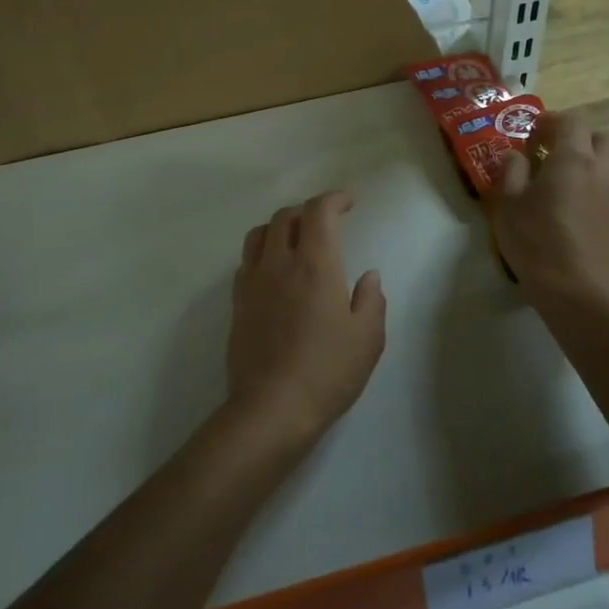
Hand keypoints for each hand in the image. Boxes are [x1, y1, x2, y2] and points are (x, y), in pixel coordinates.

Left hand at [227, 192, 386, 445]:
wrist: (271, 408)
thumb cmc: (327, 372)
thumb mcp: (367, 339)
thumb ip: (371, 300)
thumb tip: (368, 276)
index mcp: (315, 265)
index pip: (319, 212)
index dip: (334, 199)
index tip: (348, 204)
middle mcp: (280, 263)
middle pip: (286, 216)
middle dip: (308, 211)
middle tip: (326, 224)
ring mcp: (253, 282)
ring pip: (260, 234)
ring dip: (280, 227)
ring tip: (296, 242)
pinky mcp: (237, 302)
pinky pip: (247, 261)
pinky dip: (263, 253)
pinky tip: (275, 273)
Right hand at [491, 111, 608, 303]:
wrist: (574, 288)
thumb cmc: (534, 239)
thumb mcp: (507, 201)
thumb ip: (512, 170)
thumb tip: (517, 155)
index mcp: (573, 157)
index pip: (572, 120)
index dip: (553, 121)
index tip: (536, 136)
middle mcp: (606, 168)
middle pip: (606, 137)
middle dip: (585, 140)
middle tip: (562, 155)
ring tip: (592, 175)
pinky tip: (604, 206)